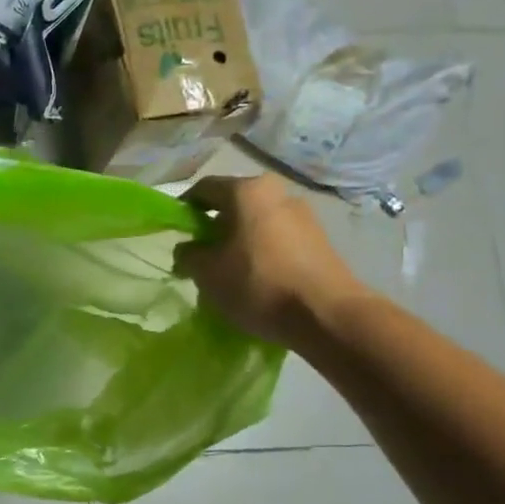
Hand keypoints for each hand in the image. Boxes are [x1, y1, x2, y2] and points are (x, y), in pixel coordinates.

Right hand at [174, 175, 370, 353]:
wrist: (327, 315)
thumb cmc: (258, 284)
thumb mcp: (208, 273)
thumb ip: (189, 255)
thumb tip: (187, 249)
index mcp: (247, 191)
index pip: (205, 188)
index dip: (185, 208)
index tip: (178, 232)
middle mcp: (278, 193)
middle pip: (235, 205)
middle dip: (215, 228)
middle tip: (203, 256)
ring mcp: (305, 216)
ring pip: (259, 223)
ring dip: (241, 241)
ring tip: (231, 272)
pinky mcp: (321, 241)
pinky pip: (280, 239)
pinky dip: (264, 253)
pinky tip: (259, 280)